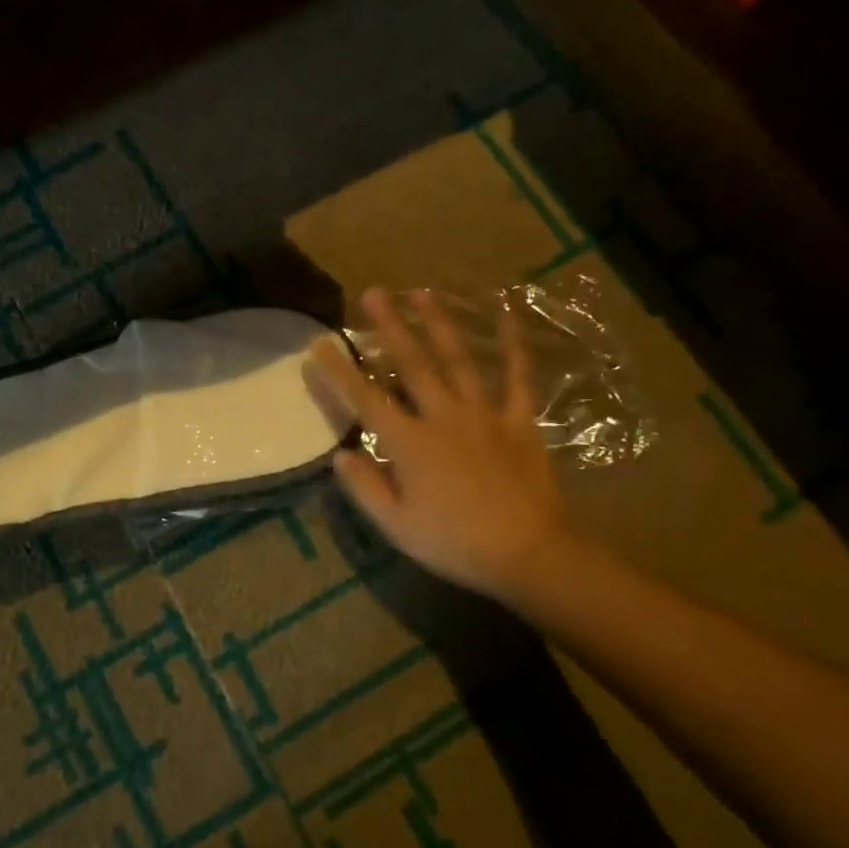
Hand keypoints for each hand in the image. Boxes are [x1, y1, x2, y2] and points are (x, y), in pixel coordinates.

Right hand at [308, 287, 570, 597]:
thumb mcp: (396, 526)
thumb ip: (365, 486)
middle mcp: (442, 417)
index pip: (365, 399)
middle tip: (372, 292)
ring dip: (437, 324)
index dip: (339, 371)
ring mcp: (483, 415)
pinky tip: (508, 314)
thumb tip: (339, 453)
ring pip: (456, 360)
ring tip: (422, 292)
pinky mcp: (518, 421)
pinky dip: (512, 345)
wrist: (530, 555)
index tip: (318, 343)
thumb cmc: (455, 543)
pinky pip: (516, 377)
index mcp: (409, 443)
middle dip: (389, 327)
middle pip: (411, 364)